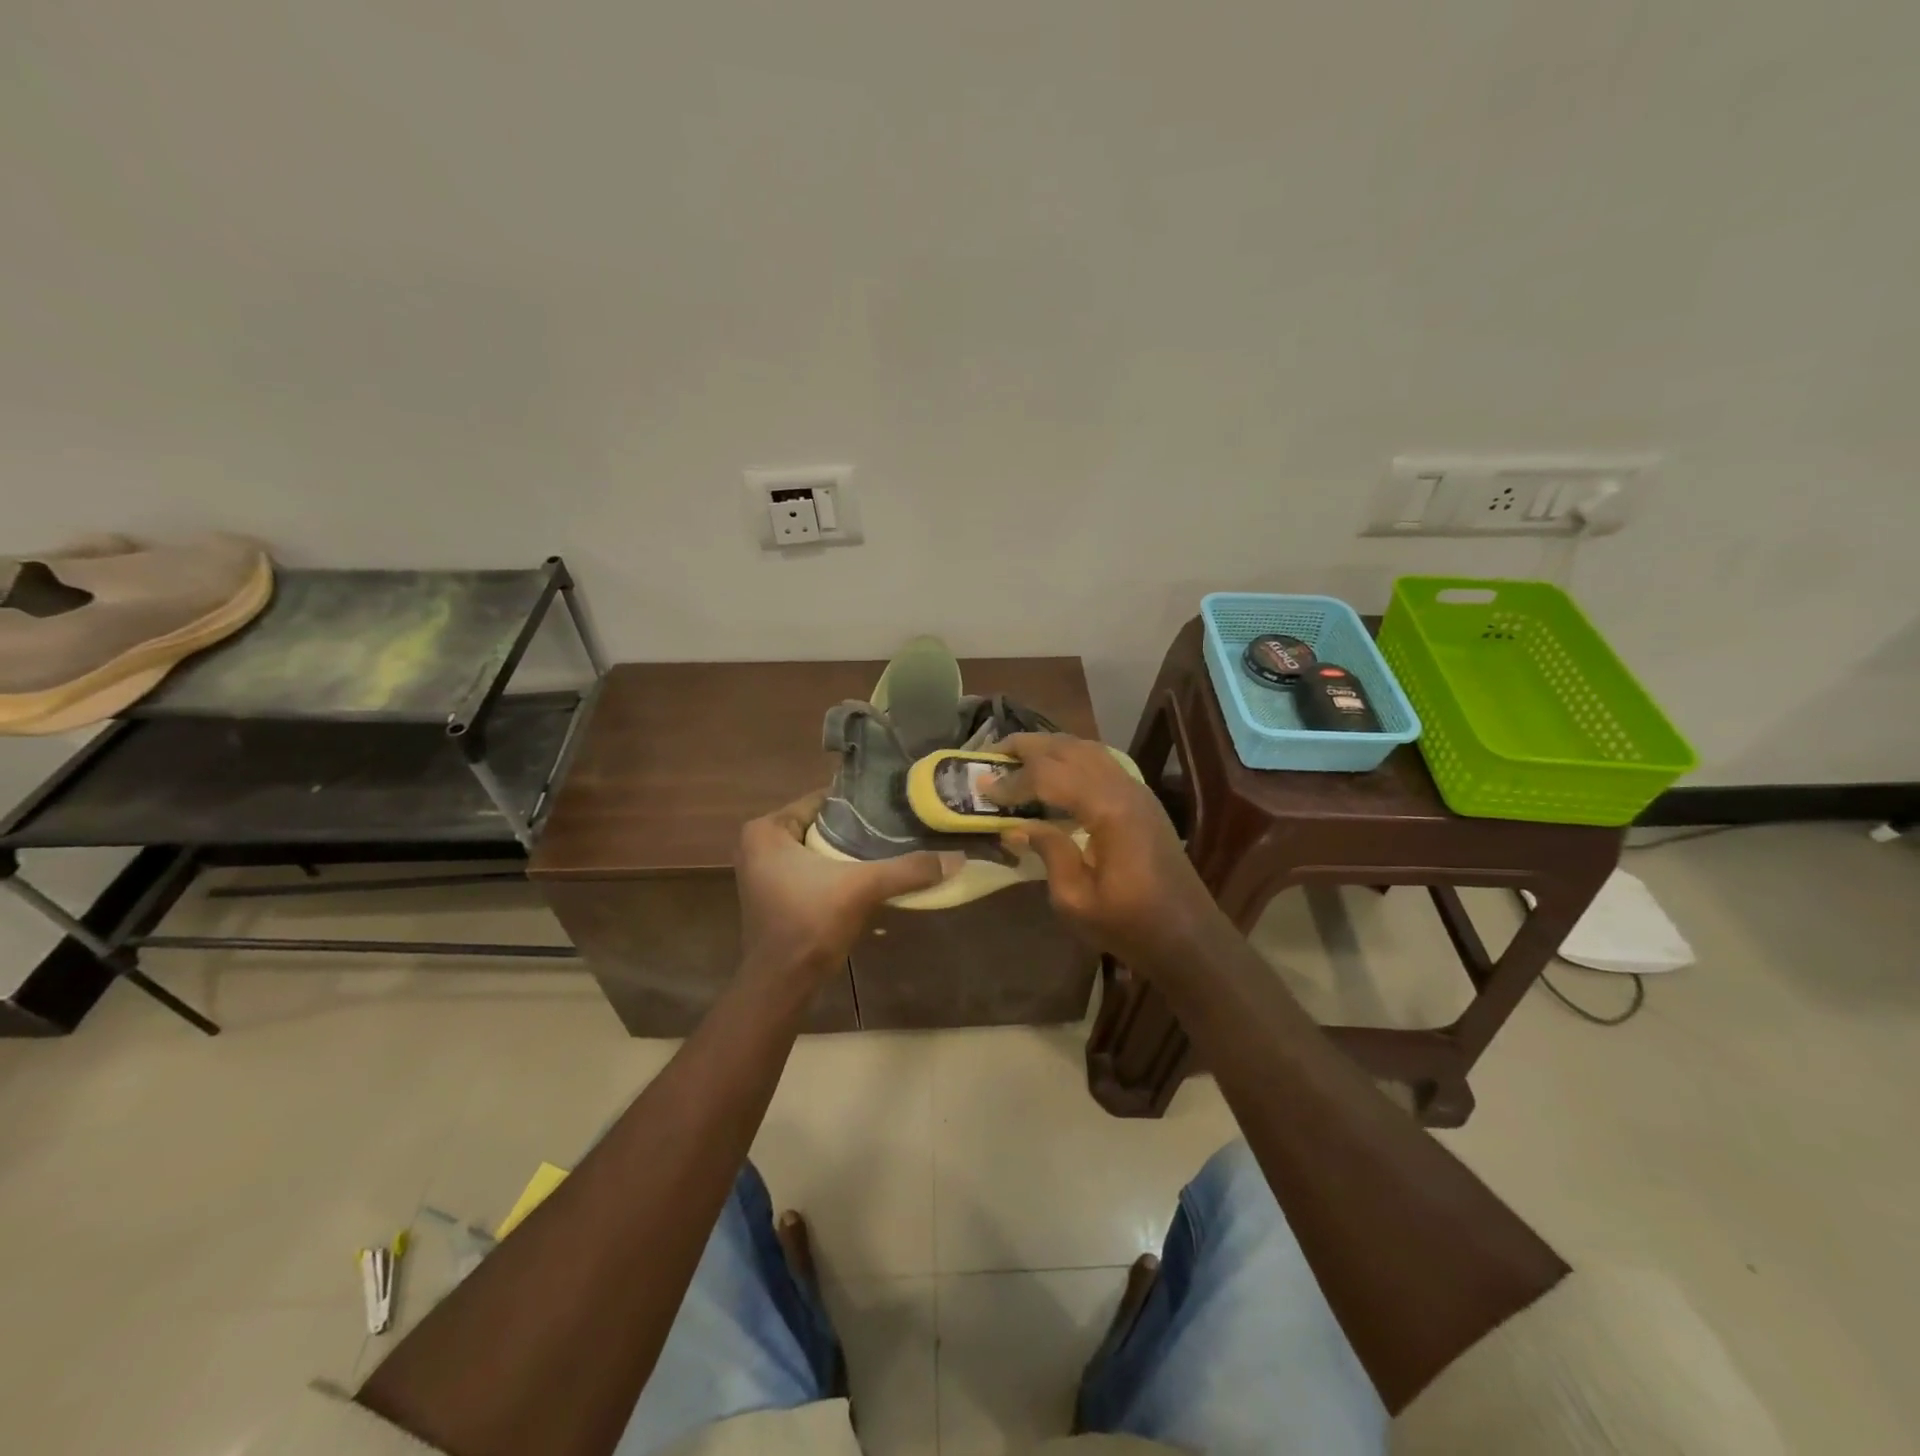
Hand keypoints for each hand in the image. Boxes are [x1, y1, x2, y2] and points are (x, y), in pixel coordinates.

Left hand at [735, 790, 960, 979]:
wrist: (781, 984)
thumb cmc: (810, 924)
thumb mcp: (862, 889)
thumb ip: (908, 870)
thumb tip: (958, 858)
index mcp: (767, 830)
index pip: (822, 801)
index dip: (860, 805)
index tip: (895, 805)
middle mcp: (759, 844)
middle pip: (822, 825)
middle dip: (858, 829)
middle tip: (899, 826)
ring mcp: (764, 872)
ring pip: (819, 850)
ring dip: (850, 853)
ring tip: (893, 848)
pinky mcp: (775, 896)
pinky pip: (813, 871)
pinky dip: (838, 872)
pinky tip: (871, 876)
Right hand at [989, 734, 1222, 970]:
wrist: (1188, 936)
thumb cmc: (1130, 925)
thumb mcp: (1076, 899)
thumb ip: (1048, 852)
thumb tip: (1016, 827)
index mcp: (1109, 810)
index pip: (1049, 776)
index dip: (1013, 781)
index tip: (982, 789)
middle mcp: (1124, 787)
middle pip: (1069, 748)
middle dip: (1027, 746)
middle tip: (991, 753)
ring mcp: (1137, 789)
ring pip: (1087, 748)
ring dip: (1049, 746)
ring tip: (1016, 755)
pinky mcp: (1141, 799)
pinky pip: (1101, 761)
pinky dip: (1070, 757)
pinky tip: (1053, 772)